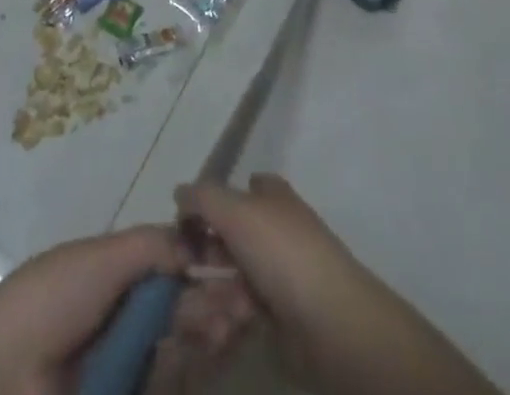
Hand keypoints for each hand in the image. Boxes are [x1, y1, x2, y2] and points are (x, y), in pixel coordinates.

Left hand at [0, 226, 252, 394]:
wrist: (6, 377)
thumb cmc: (53, 299)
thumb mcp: (101, 258)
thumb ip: (151, 246)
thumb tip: (196, 237)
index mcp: (111, 275)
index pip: (167, 266)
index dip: (200, 263)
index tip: (235, 264)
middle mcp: (122, 317)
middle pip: (179, 307)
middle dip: (212, 300)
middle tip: (244, 299)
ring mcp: (126, 365)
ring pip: (180, 346)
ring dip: (209, 332)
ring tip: (231, 323)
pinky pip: (168, 381)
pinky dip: (189, 368)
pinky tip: (207, 352)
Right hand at [174, 176, 369, 347]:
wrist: (329, 321)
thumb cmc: (281, 251)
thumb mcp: (234, 210)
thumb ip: (202, 197)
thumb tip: (180, 193)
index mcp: (272, 197)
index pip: (242, 187)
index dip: (214, 200)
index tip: (187, 220)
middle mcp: (277, 228)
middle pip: (233, 234)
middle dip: (206, 251)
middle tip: (182, 268)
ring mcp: (281, 272)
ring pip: (235, 273)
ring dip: (214, 288)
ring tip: (197, 305)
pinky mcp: (281, 314)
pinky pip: (245, 307)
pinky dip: (230, 314)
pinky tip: (220, 323)